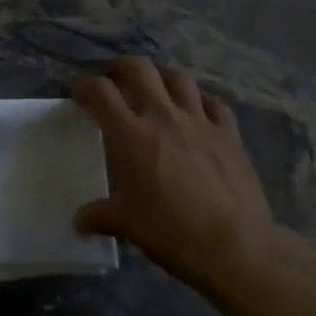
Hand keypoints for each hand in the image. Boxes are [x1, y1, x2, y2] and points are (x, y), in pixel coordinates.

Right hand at [72, 58, 290, 290]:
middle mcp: (163, 116)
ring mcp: (199, 121)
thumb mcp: (129, 226)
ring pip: (178, 78)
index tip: (79, 92)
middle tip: (116, 78)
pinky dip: (202, 100)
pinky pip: (215, 103)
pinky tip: (198, 109)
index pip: (100, 92)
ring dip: (162, 75)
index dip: (85, 86)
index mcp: (131, 135)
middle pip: (139, 69)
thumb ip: (101, 216)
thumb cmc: (173, 233)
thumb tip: (79, 221)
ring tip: (156, 85)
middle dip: (122, 67)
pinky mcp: (229, 134)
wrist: (237, 247)